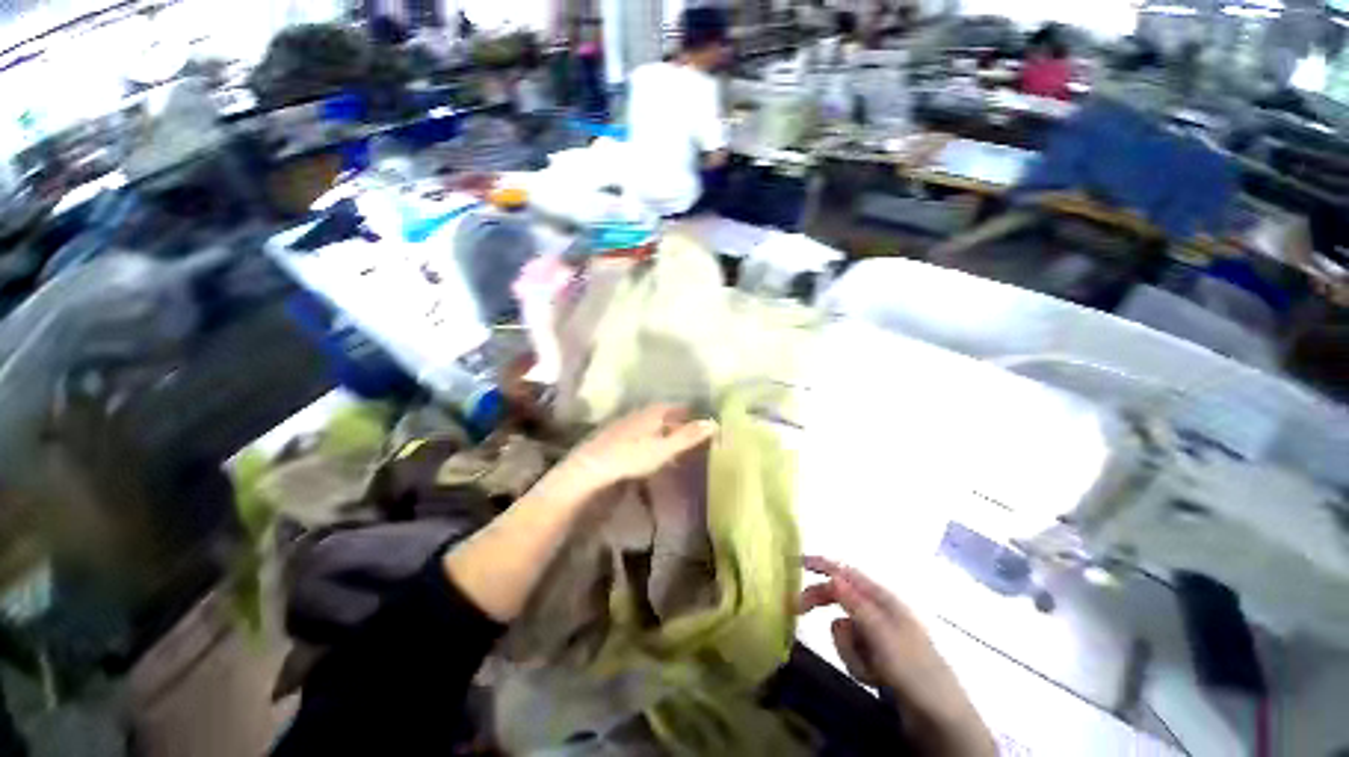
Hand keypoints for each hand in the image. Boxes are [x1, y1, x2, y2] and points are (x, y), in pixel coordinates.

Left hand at [555, 405, 717, 493]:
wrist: (591, 466)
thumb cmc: (631, 456)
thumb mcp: (664, 448)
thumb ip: (688, 436)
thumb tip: (714, 422)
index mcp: (654, 412)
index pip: (679, 407)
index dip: (691, 414)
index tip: (703, 423)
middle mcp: (641, 412)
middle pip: (665, 414)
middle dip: (679, 422)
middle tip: (692, 434)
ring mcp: (627, 423)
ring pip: (652, 423)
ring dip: (664, 431)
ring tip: (675, 444)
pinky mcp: (617, 435)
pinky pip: (641, 433)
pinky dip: (651, 439)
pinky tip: (651, 451)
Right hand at [800, 556, 995, 756]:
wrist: (939, 719)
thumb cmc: (914, 671)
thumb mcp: (883, 636)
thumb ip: (856, 605)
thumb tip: (833, 576)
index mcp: (884, 599)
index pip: (846, 572)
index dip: (822, 564)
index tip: (796, 562)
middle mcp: (878, 611)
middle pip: (839, 595)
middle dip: (821, 603)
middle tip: (796, 609)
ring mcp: (877, 634)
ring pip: (843, 627)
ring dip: (848, 649)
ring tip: (868, 670)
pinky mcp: (876, 655)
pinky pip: (851, 649)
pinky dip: (856, 663)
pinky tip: (873, 678)